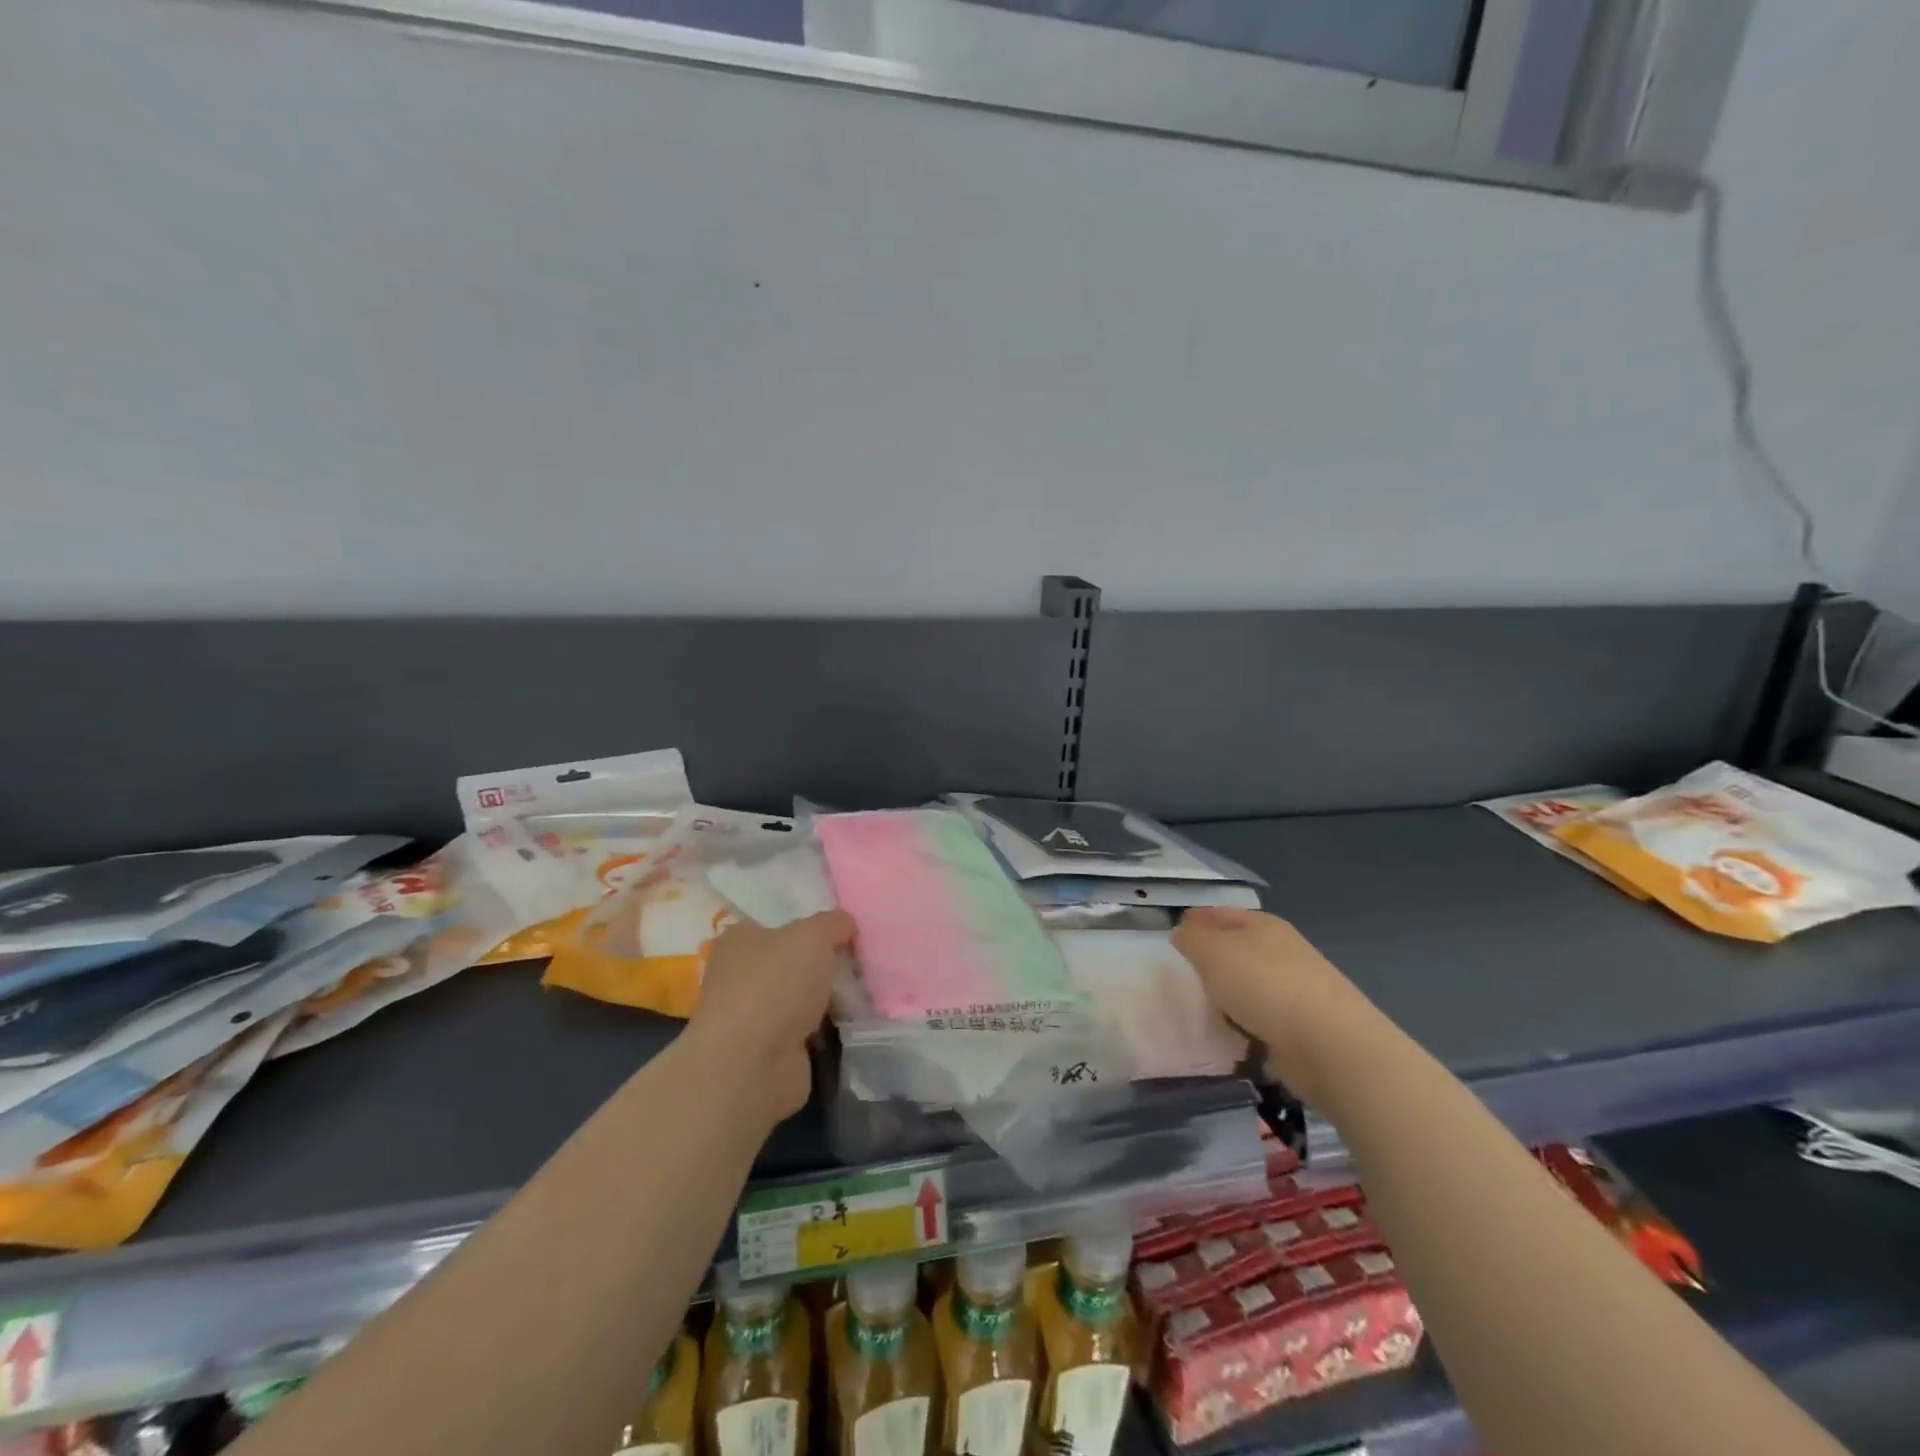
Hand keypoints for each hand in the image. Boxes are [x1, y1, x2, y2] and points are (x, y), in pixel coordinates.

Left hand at [683, 910, 855, 1128]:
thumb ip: (833, 923)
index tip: (843, 928)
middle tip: (860, 961)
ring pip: (802, 996)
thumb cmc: (775, 985)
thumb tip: (845, 923)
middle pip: (793, 960)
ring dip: (829, 998)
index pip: (777, 922)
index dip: (810, 923)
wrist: (753, 1065)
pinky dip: (828, 1028)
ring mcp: (755, 1016)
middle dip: (824, 963)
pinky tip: (853, 1021)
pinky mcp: (771, 1050)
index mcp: (740, 940)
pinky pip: (809, 1029)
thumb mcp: (813, 936)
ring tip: (865, 991)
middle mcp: (741, 975)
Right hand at [1171, 907, 1376, 1106]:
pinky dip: (1246, 1025)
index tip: (1175, 930)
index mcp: (1264, 925)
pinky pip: (1261, 1020)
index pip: (1224, 914)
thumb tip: (1182, 932)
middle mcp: (1282, 952)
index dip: (1199, 919)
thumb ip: (1192, 939)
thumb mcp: (1213, 952)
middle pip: (1238, 949)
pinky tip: (1231, 1034)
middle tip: (1184, 971)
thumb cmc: (1263, 985)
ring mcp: (1295, 990)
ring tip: (1204, 1008)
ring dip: (1229, 996)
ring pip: (1249, 985)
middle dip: (1213, 958)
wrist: (1327, 1043)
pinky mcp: (1301, 1027)